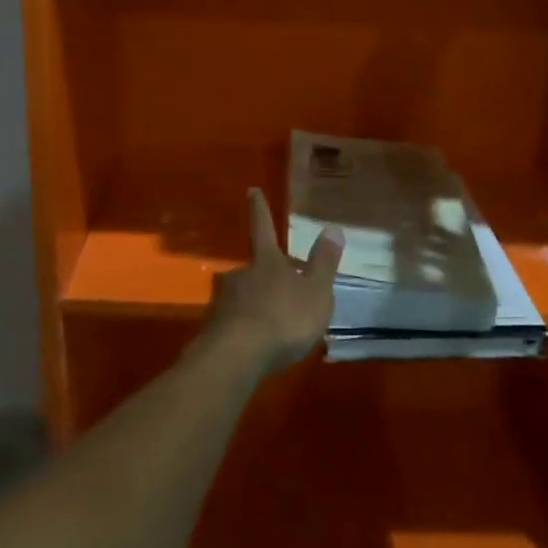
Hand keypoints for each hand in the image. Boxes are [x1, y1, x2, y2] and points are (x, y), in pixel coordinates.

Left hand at [202, 189, 343, 377]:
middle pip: (254, 267)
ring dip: (256, 304)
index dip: (259, 209)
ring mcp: (223, 302)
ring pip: (243, 296)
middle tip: (283, 289)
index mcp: (267, 261)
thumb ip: (324, 263)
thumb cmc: (283, 318)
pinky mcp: (214, 330)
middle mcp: (241, 274)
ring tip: (274, 323)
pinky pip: (235, 323)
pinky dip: (247, 329)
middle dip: (266, 275)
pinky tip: (258, 345)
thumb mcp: (316, 292)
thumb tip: (332, 227)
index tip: (251, 190)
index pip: (263, 227)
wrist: (236, 357)